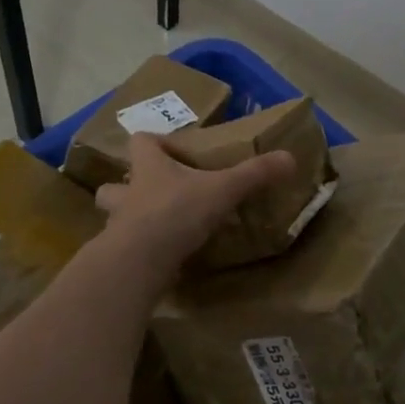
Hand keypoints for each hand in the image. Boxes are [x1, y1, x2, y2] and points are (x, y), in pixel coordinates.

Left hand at [95, 132, 295, 273]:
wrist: (139, 262)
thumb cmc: (177, 213)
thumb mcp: (223, 189)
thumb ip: (254, 174)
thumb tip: (290, 158)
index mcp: (149, 168)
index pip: (140, 142)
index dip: (153, 143)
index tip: (170, 150)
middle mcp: (128, 194)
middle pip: (115, 184)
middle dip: (128, 187)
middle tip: (153, 193)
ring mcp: (118, 227)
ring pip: (114, 217)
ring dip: (128, 220)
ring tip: (153, 228)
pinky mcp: (118, 258)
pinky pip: (124, 250)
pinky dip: (138, 252)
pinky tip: (158, 260)